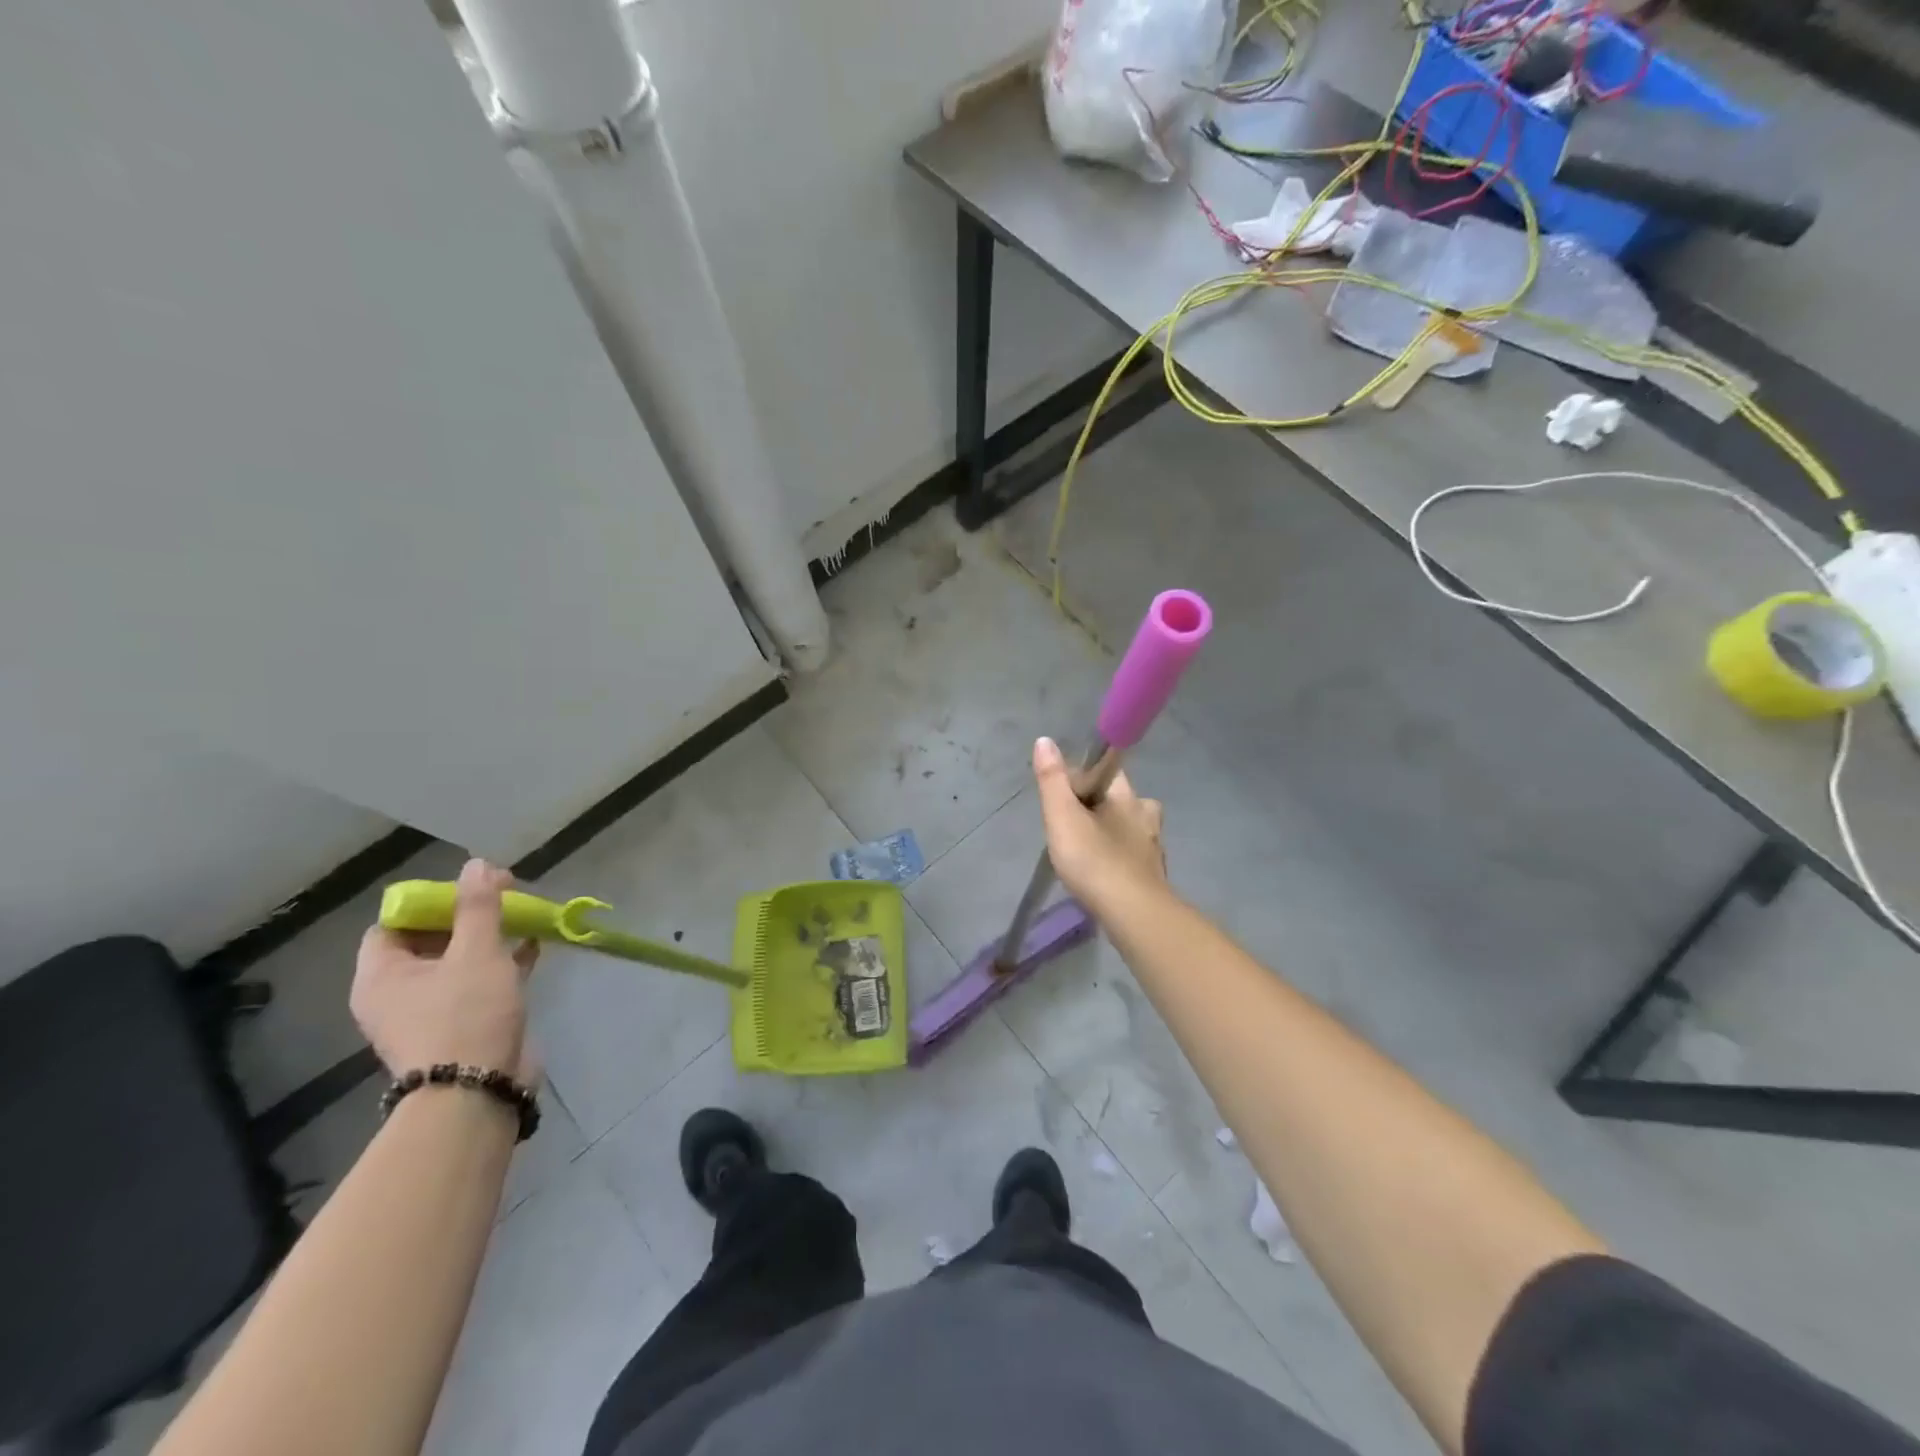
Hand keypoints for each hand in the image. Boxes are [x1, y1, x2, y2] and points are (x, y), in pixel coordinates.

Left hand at [352, 858, 540, 1082]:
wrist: (479, 1091)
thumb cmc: (466, 1015)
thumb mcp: (476, 952)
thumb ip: (478, 907)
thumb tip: (476, 865)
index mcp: (382, 975)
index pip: (394, 923)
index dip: (429, 900)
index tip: (470, 888)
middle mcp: (398, 993)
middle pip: (428, 939)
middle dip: (467, 915)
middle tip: (504, 897)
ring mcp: (431, 1011)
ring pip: (457, 960)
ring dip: (488, 937)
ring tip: (522, 915)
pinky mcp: (464, 1024)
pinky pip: (479, 982)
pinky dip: (502, 962)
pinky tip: (532, 945)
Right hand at [1033, 736, 1166, 909]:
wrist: (1133, 915)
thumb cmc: (1095, 860)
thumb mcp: (1062, 817)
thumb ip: (1052, 780)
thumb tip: (1044, 741)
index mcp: (1127, 796)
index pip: (1107, 770)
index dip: (1083, 777)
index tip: (1062, 797)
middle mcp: (1146, 815)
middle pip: (1120, 799)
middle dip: (1098, 806)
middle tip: (1070, 826)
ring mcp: (1153, 846)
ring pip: (1129, 828)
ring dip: (1110, 833)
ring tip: (1085, 851)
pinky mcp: (1154, 875)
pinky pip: (1133, 856)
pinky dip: (1119, 859)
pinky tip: (1104, 874)